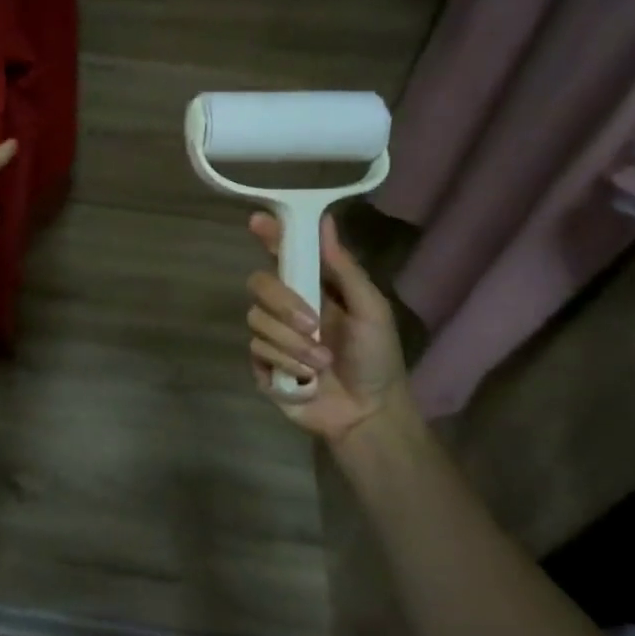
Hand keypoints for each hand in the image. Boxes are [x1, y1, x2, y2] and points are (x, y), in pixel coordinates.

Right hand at [246, 211, 421, 449]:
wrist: (368, 414)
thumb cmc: (377, 360)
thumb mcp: (372, 310)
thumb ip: (345, 269)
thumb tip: (325, 221)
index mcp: (314, 289)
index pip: (284, 254)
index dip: (269, 236)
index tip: (258, 222)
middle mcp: (287, 307)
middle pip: (260, 284)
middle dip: (284, 303)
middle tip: (313, 325)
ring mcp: (273, 336)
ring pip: (257, 319)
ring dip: (293, 343)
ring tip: (321, 363)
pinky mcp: (263, 364)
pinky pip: (257, 349)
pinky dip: (286, 363)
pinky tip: (307, 378)